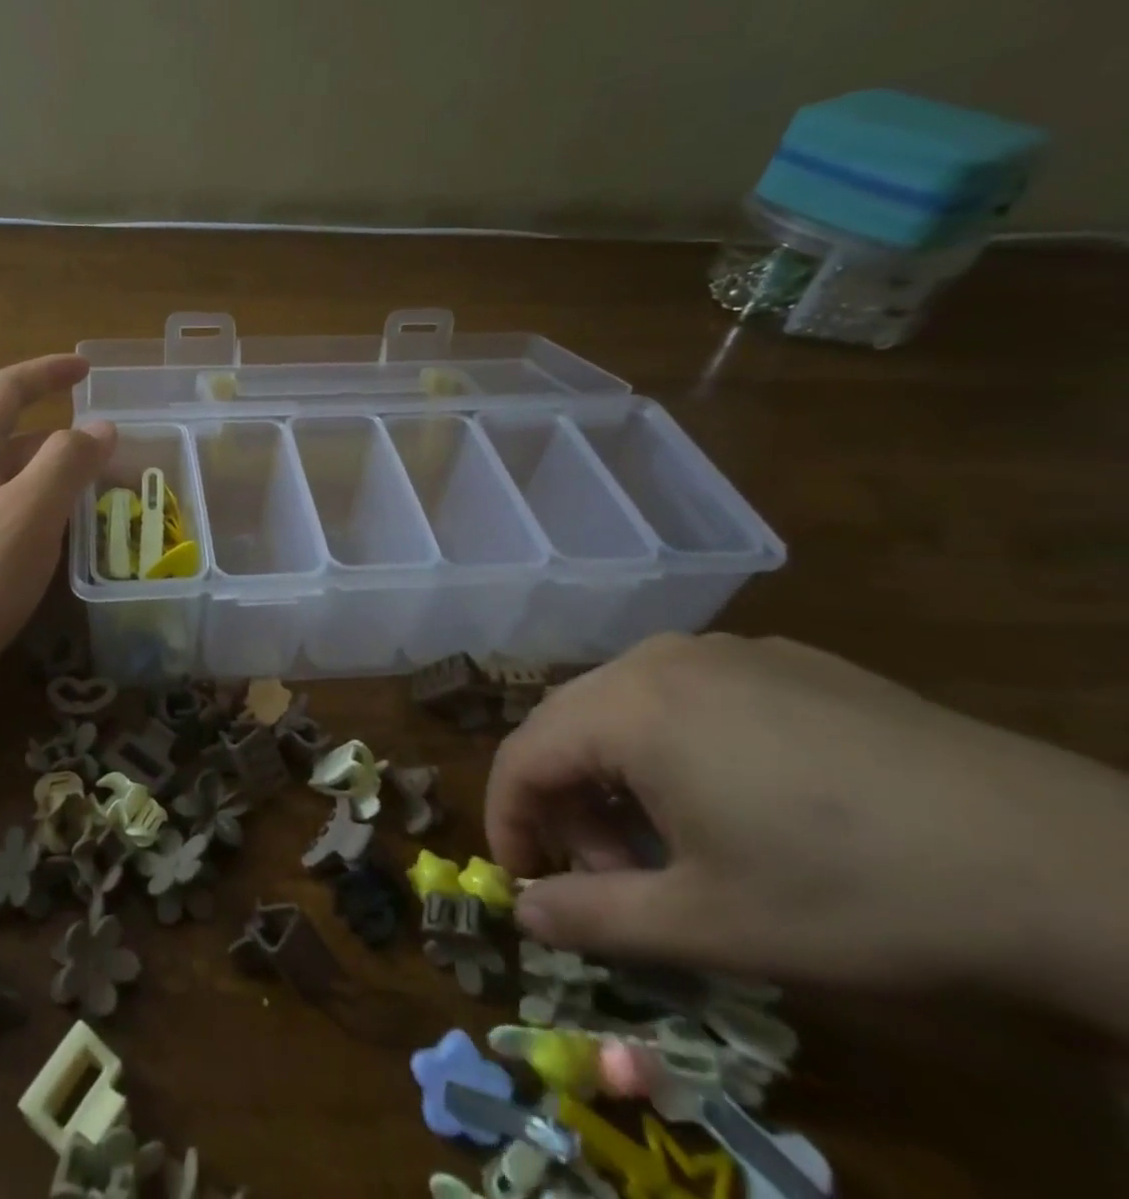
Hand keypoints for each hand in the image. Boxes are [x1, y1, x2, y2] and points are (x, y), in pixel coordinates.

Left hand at [0, 355, 113, 698]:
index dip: (48, 372)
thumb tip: (101, 427)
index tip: (87, 370)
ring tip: (94, 496)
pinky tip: (52, 538)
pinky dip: (34, 507)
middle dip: (61, 437)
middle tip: (109, 456)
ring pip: (6, 477)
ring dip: (50, 475)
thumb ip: (67, 464)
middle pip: (9, 435)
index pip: (6, 389)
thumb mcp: (27, 516)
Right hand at [485, 633, 1128, 1002]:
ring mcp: (724, 649)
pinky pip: (688, 693)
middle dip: (566, 803)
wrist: (1066, 865)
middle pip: (568, 724)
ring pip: (625, 705)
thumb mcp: (710, 926)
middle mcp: (659, 658)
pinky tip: (736, 799)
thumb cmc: (856, 896)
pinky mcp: (783, 659)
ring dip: (618, 774)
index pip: (521, 755)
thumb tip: (522, 916)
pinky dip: (672, 744)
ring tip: (671, 843)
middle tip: (606, 876)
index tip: (524, 883)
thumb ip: (593, 917)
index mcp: (627, 707)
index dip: (508, 821)